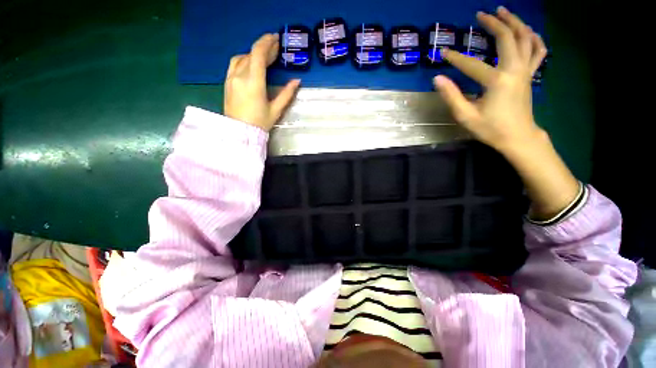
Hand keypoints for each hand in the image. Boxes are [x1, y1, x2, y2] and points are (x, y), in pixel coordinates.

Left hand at [224, 33, 300, 130]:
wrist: (240, 132)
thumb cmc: (260, 123)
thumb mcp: (276, 110)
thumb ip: (286, 94)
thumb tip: (296, 81)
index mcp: (254, 82)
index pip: (258, 54)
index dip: (267, 43)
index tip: (276, 38)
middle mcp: (240, 76)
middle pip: (251, 54)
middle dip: (264, 48)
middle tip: (275, 47)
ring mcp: (231, 78)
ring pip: (242, 57)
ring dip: (254, 53)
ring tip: (265, 56)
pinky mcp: (227, 82)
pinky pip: (234, 64)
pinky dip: (244, 59)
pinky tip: (251, 63)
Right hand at [436, 7, 579, 219]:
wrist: (518, 137)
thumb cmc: (491, 129)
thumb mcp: (466, 116)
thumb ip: (451, 96)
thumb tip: (437, 79)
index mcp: (497, 81)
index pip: (472, 64)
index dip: (455, 58)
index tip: (443, 53)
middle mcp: (515, 69)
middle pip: (508, 38)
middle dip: (494, 23)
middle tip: (481, 15)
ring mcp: (526, 71)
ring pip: (526, 38)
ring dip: (515, 23)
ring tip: (504, 13)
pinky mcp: (530, 75)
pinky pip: (538, 51)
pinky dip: (534, 38)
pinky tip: (527, 32)